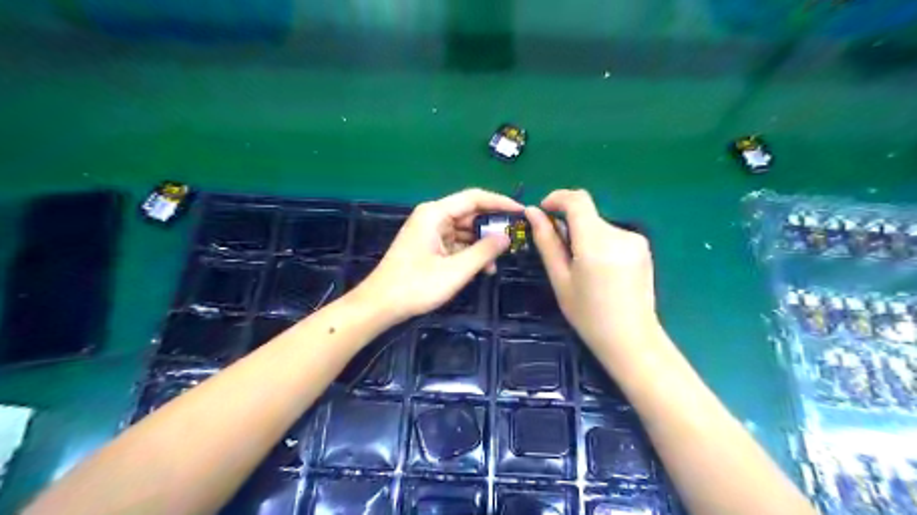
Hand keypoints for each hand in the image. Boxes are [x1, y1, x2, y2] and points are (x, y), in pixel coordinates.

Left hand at [351, 189, 517, 323]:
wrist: (380, 305)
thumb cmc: (416, 286)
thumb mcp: (455, 270)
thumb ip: (484, 251)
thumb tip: (506, 237)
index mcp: (435, 213)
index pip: (474, 198)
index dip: (500, 203)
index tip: (522, 212)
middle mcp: (432, 217)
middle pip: (469, 213)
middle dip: (492, 226)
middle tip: (515, 238)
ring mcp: (429, 232)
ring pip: (464, 230)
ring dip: (481, 243)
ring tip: (500, 259)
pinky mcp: (428, 246)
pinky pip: (455, 243)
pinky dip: (469, 252)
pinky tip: (482, 268)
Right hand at [523, 189, 659, 348]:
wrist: (631, 339)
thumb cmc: (588, 315)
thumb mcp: (560, 279)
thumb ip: (547, 242)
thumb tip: (533, 213)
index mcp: (596, 243)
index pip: (577, 200)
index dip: (557, 198)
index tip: (543, 210)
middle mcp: (619, 234)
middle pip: (587, 214)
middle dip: (569, 224)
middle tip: (560, 253)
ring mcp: (636, 239)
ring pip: (599, 225)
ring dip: (584, 236)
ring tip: (582, 268)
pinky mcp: (643, 246)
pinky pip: (612, 234)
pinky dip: (599, 243)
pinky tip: (601, 270)